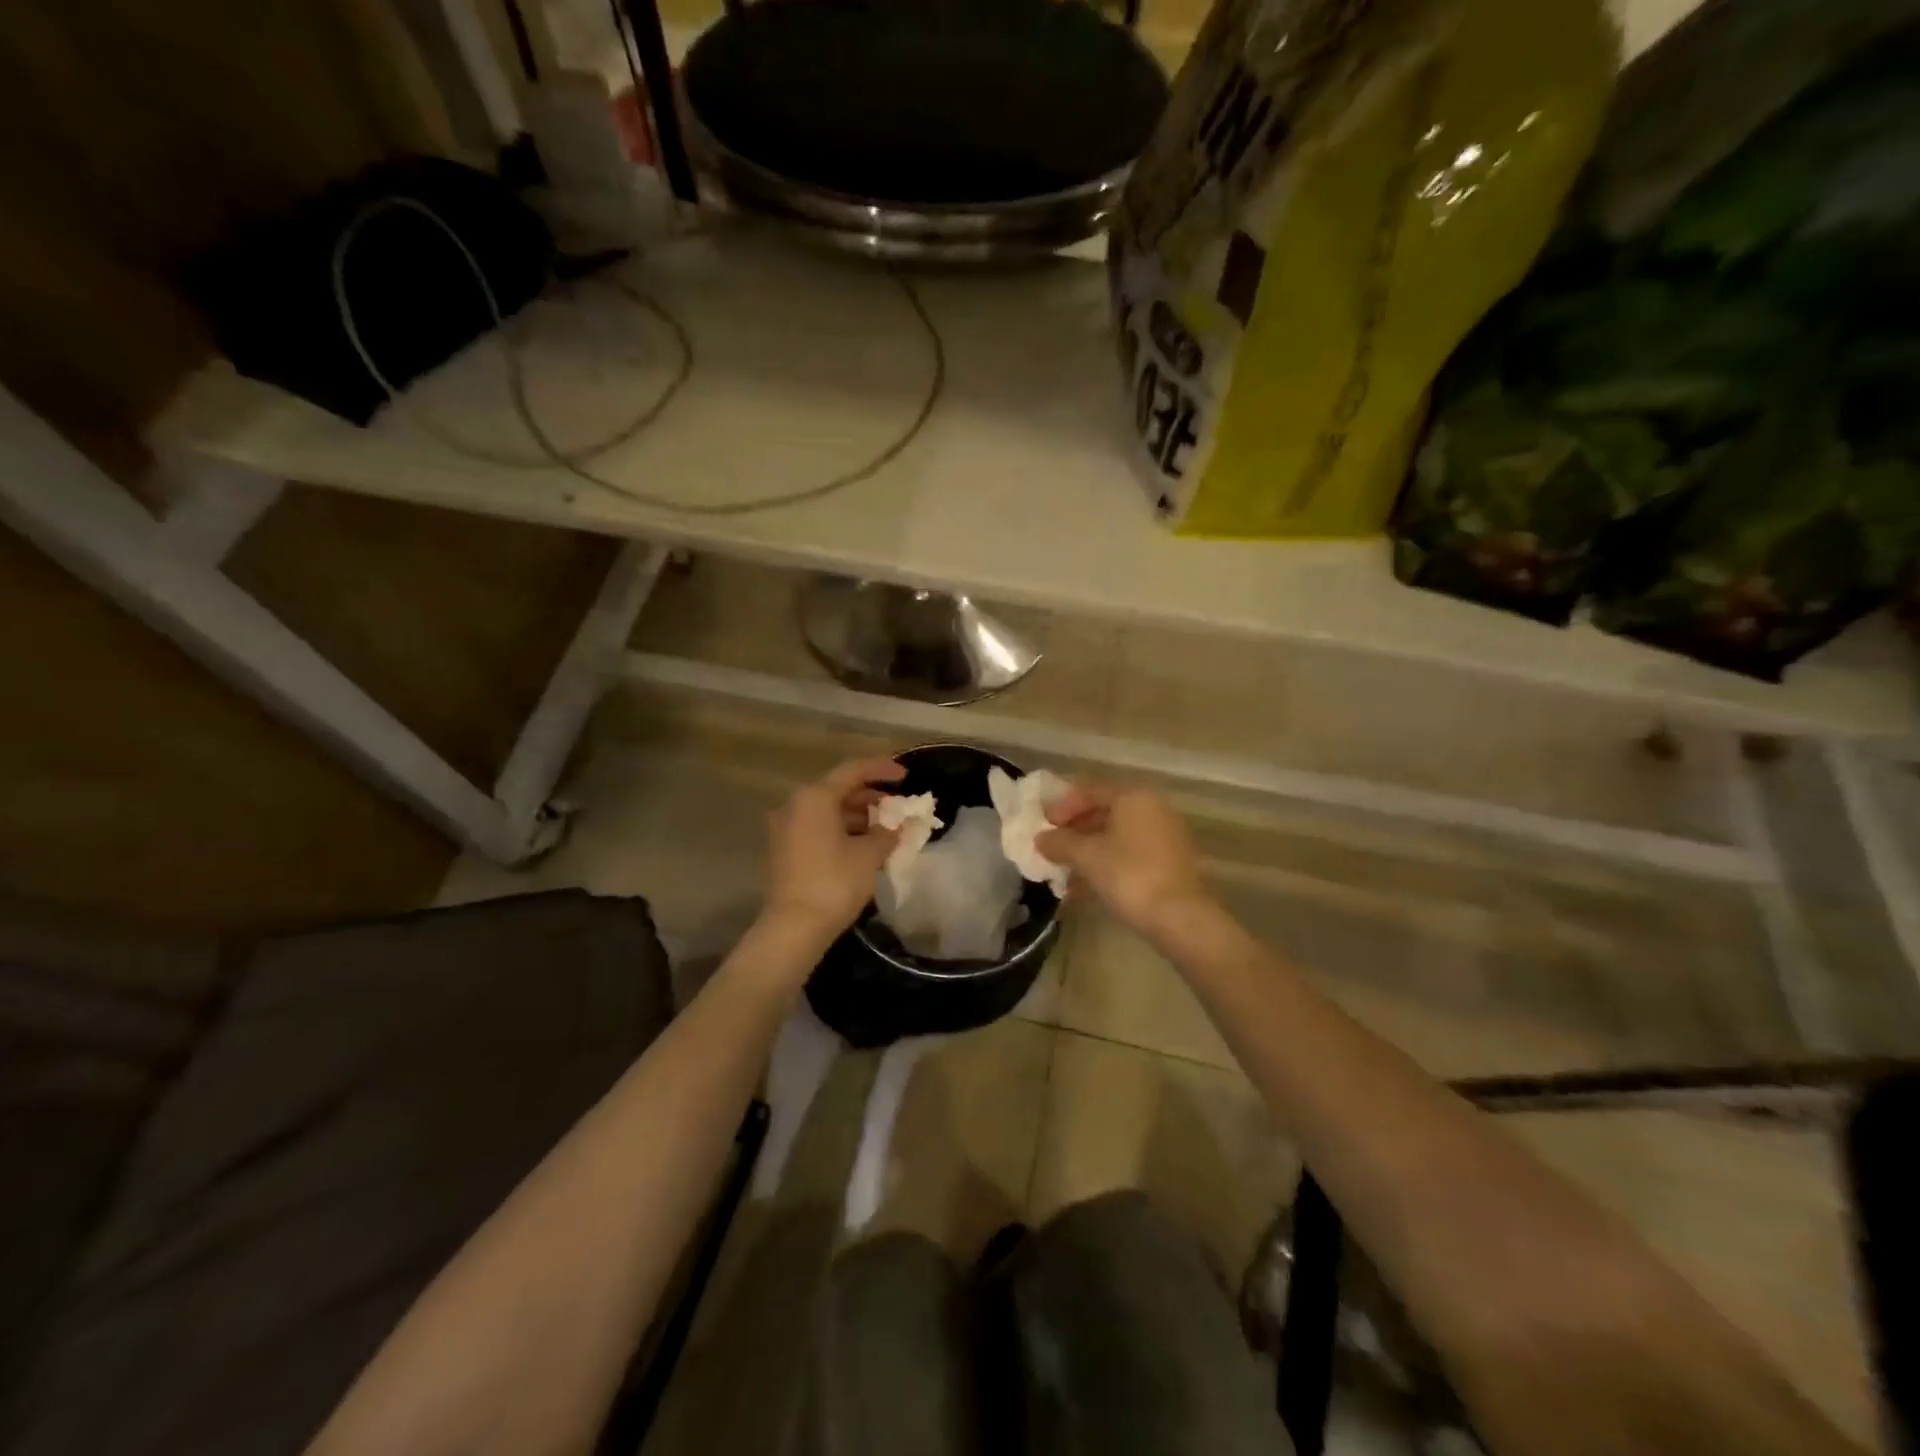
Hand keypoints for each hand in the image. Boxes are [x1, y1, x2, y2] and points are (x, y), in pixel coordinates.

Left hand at [763, 756, 904, 940]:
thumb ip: (888, 833)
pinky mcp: (785, 849)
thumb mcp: (869, 855)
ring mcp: (786, 828)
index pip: (853, 771)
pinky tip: (864, 843)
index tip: (906, 776)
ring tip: (885, 826)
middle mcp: (796, 805)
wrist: (794, 927)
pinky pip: (818, 827)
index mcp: (815, 797)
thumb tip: (899, 826)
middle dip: (870, 795)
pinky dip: (842, 829)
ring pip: (827, 810)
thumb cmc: (835, 882)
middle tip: (897, 804)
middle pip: (838, 789)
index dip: (882, 769)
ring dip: (857, 815)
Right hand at [1035, 781, 1212, 934]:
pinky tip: (1086, 888)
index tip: (1043, 826)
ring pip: (1116, 836)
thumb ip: (1060, 843)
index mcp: (1133, 797)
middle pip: (1104, 811)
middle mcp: (1152, 808)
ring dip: (1088, 851)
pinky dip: (1107, 864)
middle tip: (1052, 848)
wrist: (1181, 917)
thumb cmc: (1130, 875)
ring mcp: (1164, 835)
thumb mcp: (1087, 857)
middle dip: (1074, 830)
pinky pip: (1130, 853)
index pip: (1089, 790)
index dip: (1062, 806)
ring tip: (1064, 872)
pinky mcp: (1170, 861)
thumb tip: (1041, 839)